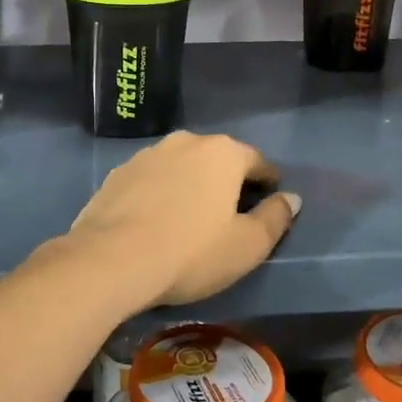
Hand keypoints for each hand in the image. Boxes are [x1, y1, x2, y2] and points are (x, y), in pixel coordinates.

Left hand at [65, 132, 299, 310]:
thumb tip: (291, 199)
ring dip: (190, 184)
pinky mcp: (117, 174)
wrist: (111, 259)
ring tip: (192, 214)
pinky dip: (160, 193)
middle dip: (227, 179)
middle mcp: (185, 142)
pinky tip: (157, 218)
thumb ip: (275, 218)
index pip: (256, 161)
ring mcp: (147, 155)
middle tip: (232, 209)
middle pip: (217, 159)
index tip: (271, 196)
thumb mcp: (247, 245)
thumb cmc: (191, 252)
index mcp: (223, 153)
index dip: (268, 180)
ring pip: (181, 166)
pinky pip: (151, 180)